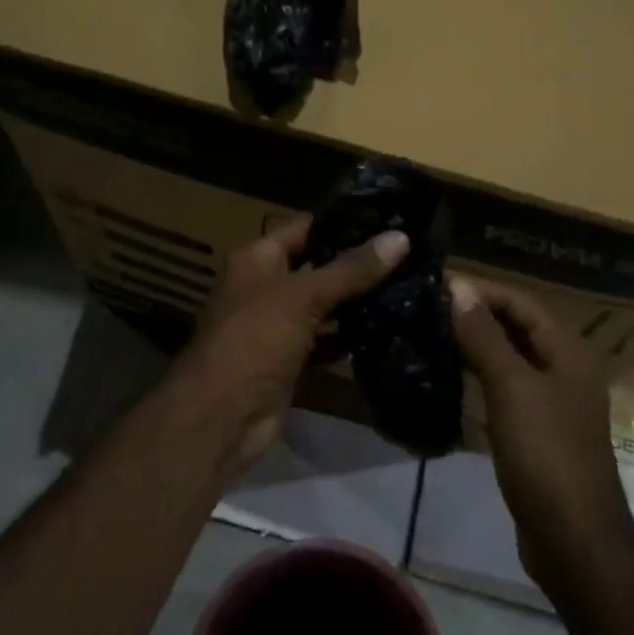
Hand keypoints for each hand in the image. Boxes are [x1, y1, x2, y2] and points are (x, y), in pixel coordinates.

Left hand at [174, 217, 408, 476]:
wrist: (223, 416)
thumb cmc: (255, 340)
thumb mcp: (303, 296)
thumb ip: (351, 269)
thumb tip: (401, 238)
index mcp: (257, 259)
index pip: (304, 228)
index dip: (343, 222)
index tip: (390, 218)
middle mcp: (265, 287)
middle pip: (317, 267)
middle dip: (357, 264)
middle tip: (410, 254)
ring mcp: (277, 326)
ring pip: (323, 306)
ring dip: (357, 302)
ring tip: (408, 286)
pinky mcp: (290, 361)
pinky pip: (325, 342)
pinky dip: (349, 338)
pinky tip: (387, 329)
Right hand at [449, 277, 633, 595]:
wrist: (571, 535)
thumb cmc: (545, 452)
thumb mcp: (512, 387)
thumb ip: (484, 336)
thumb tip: (458, 287)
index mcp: (569, 351)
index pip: (522, 302)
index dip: (481, 290)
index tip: (436, 285)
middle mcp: (565, 369)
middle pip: (517, 327)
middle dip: (476, 315)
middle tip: (427, 308)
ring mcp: (552, 401)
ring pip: (509, 358)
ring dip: (475, 344)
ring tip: (430, 335)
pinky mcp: (537, 429)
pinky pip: (505, 388)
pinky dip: (479, 376)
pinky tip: (449, 376)